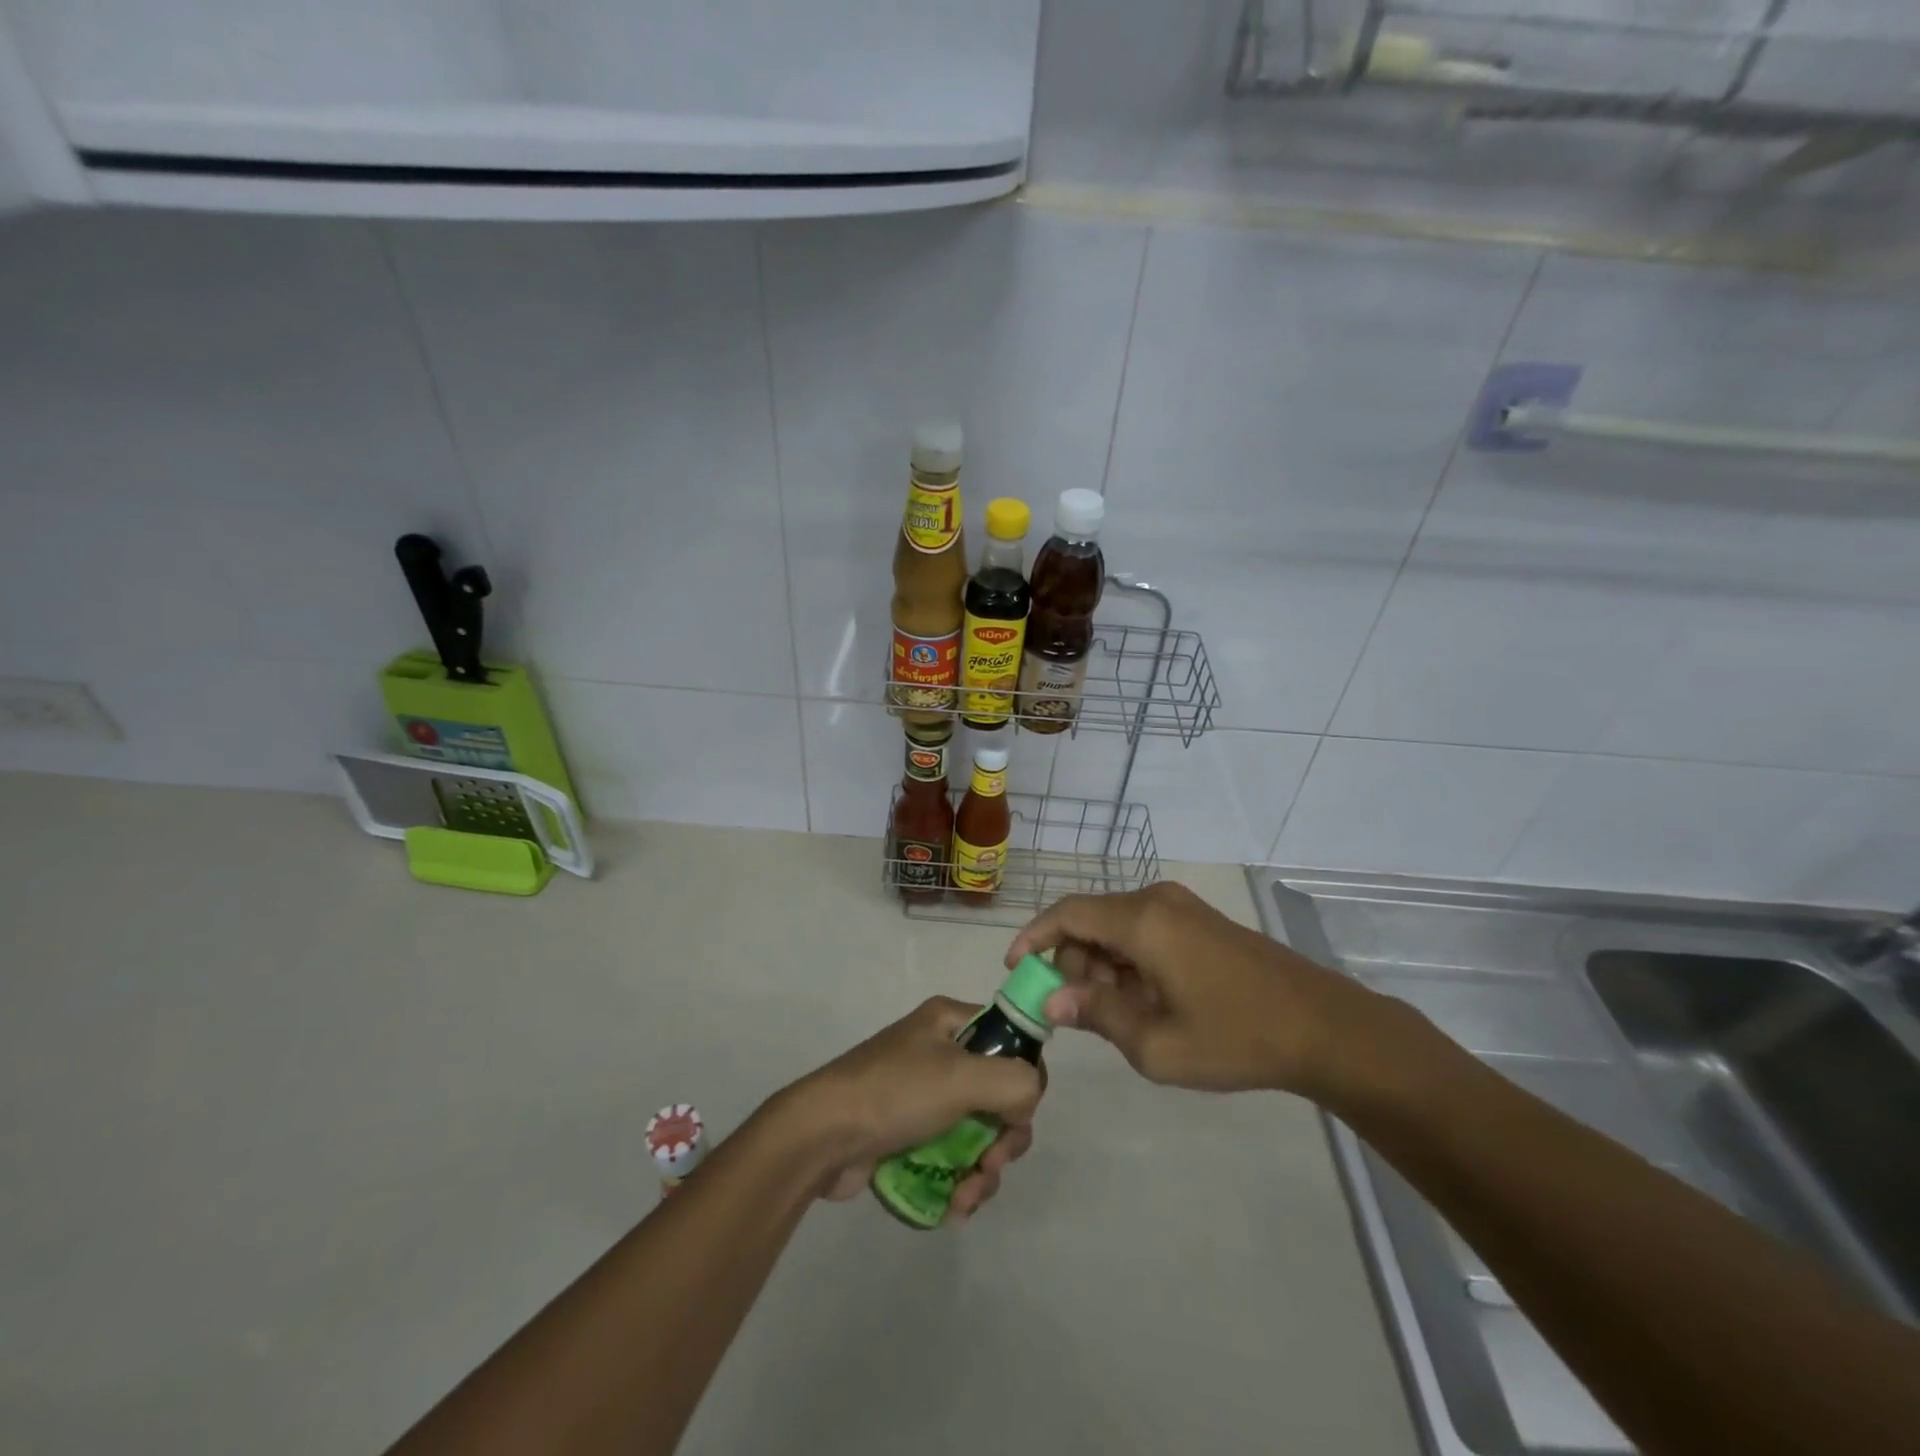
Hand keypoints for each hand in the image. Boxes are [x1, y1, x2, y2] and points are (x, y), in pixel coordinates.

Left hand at [778, 997, 1043, 1219]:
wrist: (820, 1137)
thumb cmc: (893, 1093)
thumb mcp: (961, 1077)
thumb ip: (1014, 1082)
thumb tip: (1028, 1101)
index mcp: (951, 1022)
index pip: (1011, 1041)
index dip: (1023, 1080)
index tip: (1016, 1114)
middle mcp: (941, 1053)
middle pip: (1000, 1095)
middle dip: (1004, 1139)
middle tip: (991, 1163)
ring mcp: (925, 1096)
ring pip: (980, 1133)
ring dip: (983, 1171)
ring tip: (966, 1197)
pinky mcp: (911, 1135)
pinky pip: (953, 1157)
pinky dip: (961, 1182)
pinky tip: (953, 1207)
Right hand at [1005, 882, 1384, 1098]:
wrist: (1324, 1027)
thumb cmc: (1235, 1037)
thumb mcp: (1156, 1044)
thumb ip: (1096, 1015)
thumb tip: (1050, 1001)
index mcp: (1141, 921)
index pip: (1066, 914)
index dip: (1033, 937)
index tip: (1014, 969)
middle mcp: (1156, 901)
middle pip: (1090, 921)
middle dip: (1070, 962)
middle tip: (1073, 1011)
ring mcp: (1181, 907)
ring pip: (1116, 927)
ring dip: (1100, 965)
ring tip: (1113, 1015)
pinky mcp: (1198, 920)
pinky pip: (1144, 931)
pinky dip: (1127, 961)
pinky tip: (1144, 1001)